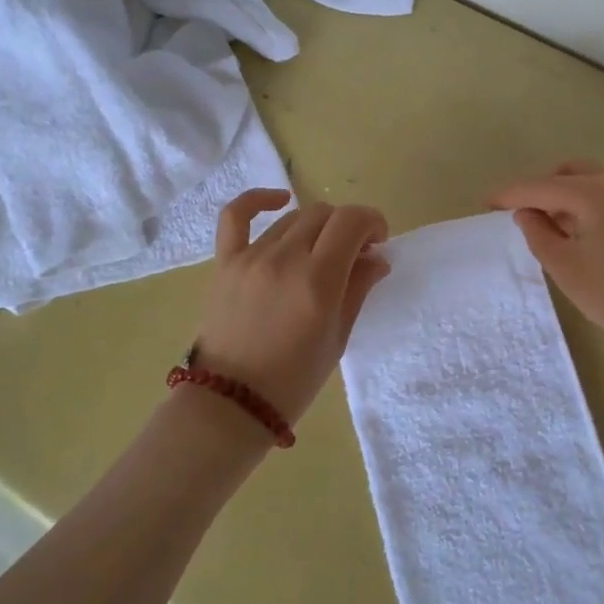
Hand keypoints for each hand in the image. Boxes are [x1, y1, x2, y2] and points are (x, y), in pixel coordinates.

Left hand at [193, 189, 390, 420]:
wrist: (232, 403)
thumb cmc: (294, 379)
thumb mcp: (337, 338)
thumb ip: (358, 289)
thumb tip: (377, 258)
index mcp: (318, 281)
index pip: (351, 221)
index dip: (372, 222)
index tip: (377, 241)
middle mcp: (285, 259)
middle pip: (325, 215)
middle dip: (347, 227)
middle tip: (353, 254)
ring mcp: (251, 257)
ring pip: (293, 218)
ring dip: (315, 228)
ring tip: (320, 251)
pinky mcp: (225, 262)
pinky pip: (236, 216)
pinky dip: (258, 200)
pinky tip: (279, 200)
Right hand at [488, 160, 603, 369]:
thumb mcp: (569, 272)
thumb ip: (539, 235)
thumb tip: (526, 214)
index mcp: (597, 194)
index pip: (541, 187)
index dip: (510, 195)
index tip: (485, 205)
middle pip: (567, 173)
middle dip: (539, 190)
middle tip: (518, 217)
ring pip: (589, 180)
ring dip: (563, 196)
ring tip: (547, 228)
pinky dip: (586, 203)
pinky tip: (578, 231)